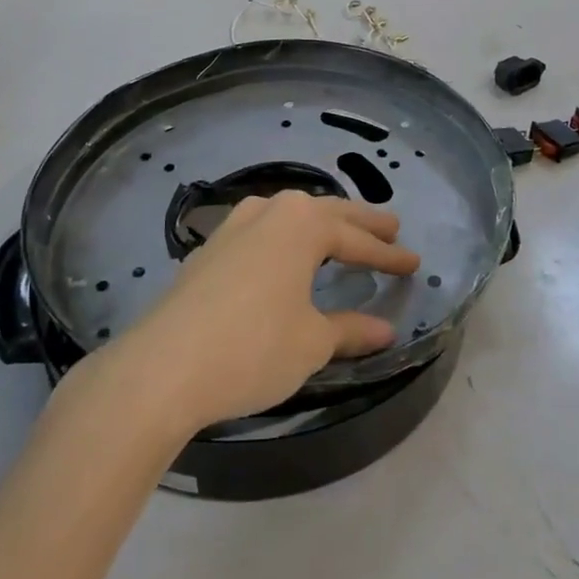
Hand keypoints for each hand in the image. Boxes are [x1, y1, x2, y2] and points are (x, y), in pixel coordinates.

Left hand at [100, 191, 420, 432]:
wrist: (164, 366)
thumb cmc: (253, 348)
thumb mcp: (311, 342)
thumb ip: (349, 330)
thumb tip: (385, 330)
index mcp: (302, 224)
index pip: (356, 239)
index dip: (388, 255)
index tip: (414, 263)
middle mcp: (269, 212)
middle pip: (326, 214)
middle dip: (360, 223)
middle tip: (392, 226)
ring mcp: (234, 226)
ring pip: (290, 216)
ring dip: (320, 224)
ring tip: (340, 232)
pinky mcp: (209, 249)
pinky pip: (262, 231)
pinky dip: (286, 238)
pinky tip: (283, 251)